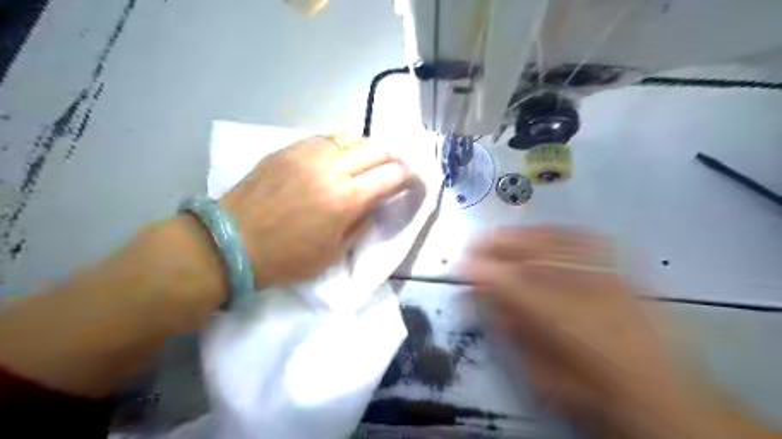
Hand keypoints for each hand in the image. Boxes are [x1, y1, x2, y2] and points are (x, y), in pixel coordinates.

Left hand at [221, 133, 409, 287]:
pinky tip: (341, 155)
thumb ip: (361, 222)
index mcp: (346, 199)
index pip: (391, 175)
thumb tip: (375, 202)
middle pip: (377, 149)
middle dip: (393, 158)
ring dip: (368, 148)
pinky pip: (326, 137)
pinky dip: (342, 144)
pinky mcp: (289, 149)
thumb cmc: (286, 258)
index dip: (408, 176)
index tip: (411, 181)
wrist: (232, 242)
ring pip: (352, 137)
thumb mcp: (334, 253)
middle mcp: (332, 168)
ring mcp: (308, 153)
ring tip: (369, 161)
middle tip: (395, 169)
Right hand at [462, 227, 712, 436]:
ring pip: (554, 240)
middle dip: (495, 244)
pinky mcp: (623, 271)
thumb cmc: (597, 394)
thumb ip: (513, 334)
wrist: (668, 400)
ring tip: (501, 234)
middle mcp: (583, 289)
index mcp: (560, 320)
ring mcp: (606, 275)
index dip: (478, 269)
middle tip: (474, 243)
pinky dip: (557, 232)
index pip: (506, 282)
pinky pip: (585, 240)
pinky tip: (543, 232)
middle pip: (529, 252)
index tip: (460, 264)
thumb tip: (489, 302)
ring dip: (521, 234)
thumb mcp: (544, 375)